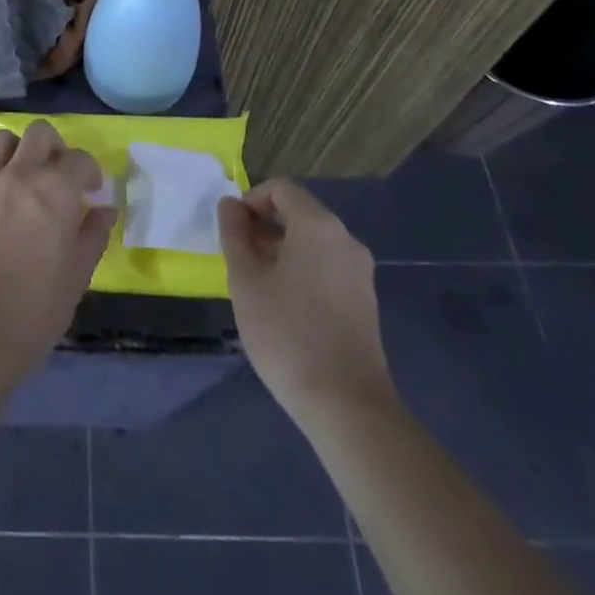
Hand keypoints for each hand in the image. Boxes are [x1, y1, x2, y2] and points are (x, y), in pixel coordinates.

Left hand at [0, 120, 115, 393]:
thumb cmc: (36, 308)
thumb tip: (104, 211)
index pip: (79, 159)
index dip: (90, 171)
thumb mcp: (77, 275)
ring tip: (24, 180)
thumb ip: (93, 235)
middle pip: (39, 133)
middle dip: (55, 148)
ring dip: (19, 153)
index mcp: (55, 190)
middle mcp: (19, 175)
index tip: (91, 191)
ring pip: (3, 141)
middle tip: (59, 177)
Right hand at [219, 179, 394, 429]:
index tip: (232, 231)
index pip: (281, 189)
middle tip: (239, 259)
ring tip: (258, 285)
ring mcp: (359, 270)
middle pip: (299, 213)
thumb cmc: (286, 333)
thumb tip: (230, 204)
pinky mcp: (365, 299)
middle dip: (265, 226)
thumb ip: (234, 234)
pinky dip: (302, 269)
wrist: (346, 404)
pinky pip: (327, 266)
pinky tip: (285, 305)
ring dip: (282, 249)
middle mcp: (345, 238)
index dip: (251, 200)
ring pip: (313, 242)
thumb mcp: (246, 279)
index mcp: (318, 225)